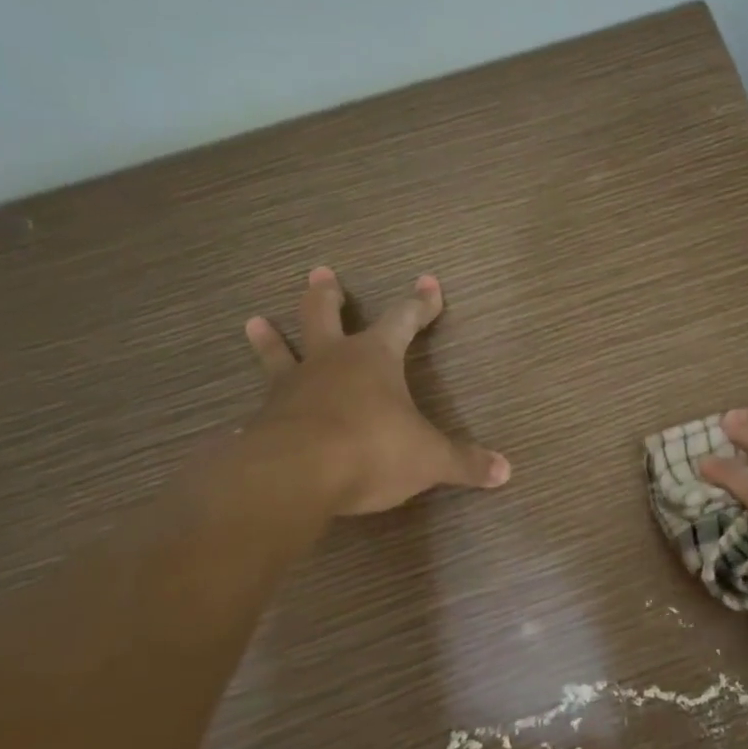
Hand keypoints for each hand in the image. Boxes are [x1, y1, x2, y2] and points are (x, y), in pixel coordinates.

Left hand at [225, 268, 509, 526]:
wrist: (295, 475)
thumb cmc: (371, 450)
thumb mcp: (429, 458)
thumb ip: (465, 463)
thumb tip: (505, 471)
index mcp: (374, 359)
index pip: (403, 320)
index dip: (419, 303)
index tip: (428, 282)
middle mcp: (330, 363)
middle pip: (324, 316)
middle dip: (327, 295)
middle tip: (320, 273)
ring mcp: (292, 389)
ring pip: (279, 353)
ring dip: (269, 338)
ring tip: (254, 321)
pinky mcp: (264, 421)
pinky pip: (261, 409)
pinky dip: (258, 411)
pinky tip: (242, 421)